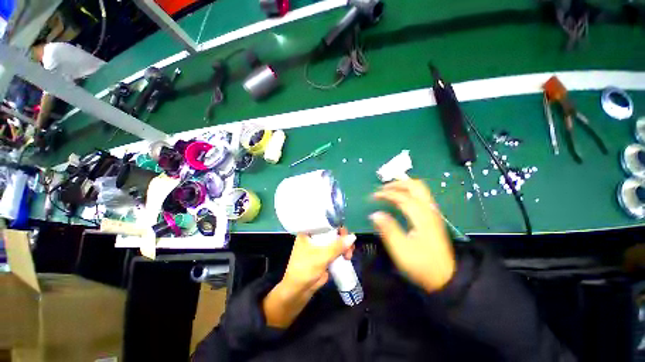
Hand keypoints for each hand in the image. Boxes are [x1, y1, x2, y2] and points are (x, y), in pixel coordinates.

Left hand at [281, 229, 354, 294]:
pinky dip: (342, 253)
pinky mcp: (324, 256)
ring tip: (349, 255)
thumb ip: (337, 246)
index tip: (345, 233)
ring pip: (335, 242)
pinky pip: (336, 251)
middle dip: (342, 238)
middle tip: (349, 247)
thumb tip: (353, 237)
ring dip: (344, 246)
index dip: (336, 225)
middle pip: (332, 232)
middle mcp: (314, 237)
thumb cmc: (305, 269)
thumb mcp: (321, 256)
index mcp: (308, 232)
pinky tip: (348, 257)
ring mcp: (319, 247)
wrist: (298, 291)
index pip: (324, 223)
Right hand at [371, 179, 455, 292]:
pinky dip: (408, 192)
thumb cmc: (421, 264)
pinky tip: (400, 200)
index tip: (373, 196)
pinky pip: (420, 197)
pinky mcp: (432, 217)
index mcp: (421, 217)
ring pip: (420, 189)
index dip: (386, 194)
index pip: (402, 197)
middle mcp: (429, 210)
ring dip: (403, 186)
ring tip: (388, 191)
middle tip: (382, 189)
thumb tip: (375, 214)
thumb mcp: (401, 250)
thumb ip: (387, 229)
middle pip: (415, 186)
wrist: (445, 278)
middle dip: (397, 183)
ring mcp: (433, 213)